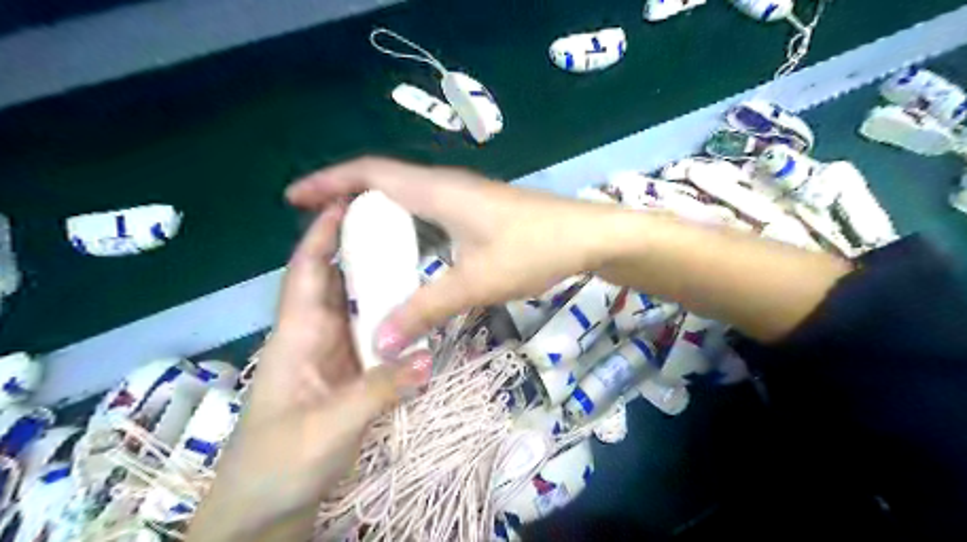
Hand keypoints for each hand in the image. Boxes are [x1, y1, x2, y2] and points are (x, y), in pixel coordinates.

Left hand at [186, 203, 426, 541]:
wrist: (265, 508)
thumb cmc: (280, 462)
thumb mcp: (330, 426)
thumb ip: (379, 389)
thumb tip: (429, 357)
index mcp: (297, 336)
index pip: (306, 273)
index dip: (321, 236)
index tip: (345, 201)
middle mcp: (314, 337)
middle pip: (335, 282)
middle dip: (357, 249)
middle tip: (396, 223)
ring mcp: (333, 356)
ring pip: (356, 309)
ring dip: (378, 283)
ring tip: (412, 258)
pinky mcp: (348, 375)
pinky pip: (371, 336)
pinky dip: (390, 320)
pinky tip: (414, 313)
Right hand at [287, 156, 618, 360]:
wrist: (587, 236)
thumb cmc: (533, 249)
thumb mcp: (476, 282)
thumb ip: (426, 310)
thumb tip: (381, 342)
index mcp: (436, 191)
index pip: (369, 173)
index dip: (328, 181)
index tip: (295, 198)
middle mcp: (444, 186)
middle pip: (383, 182)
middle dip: (346, 199)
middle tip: (319, 231)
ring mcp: (463, 198)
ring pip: (406, 198)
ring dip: (376, 214)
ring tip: (351, 244)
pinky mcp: (476, 212)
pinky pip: (427, 212)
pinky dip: (404, 227)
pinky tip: (403, 253)